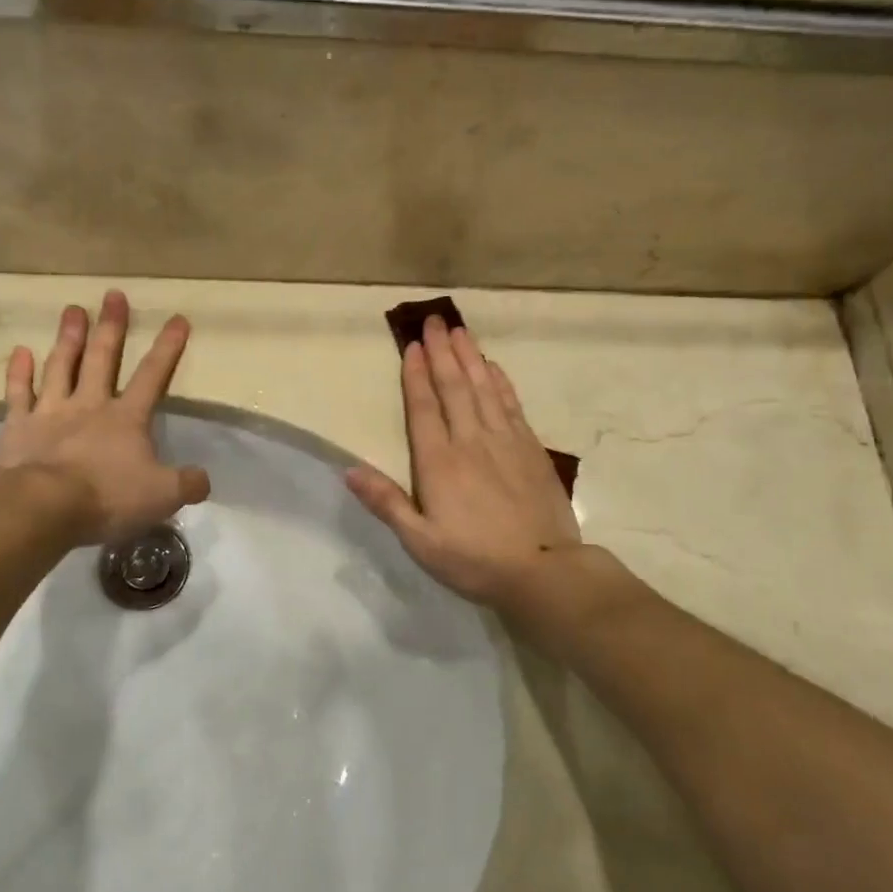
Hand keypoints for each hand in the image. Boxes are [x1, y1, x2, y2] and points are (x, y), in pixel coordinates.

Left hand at [0, 291, 209, 545]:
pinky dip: (19, 373)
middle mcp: (90, 405)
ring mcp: (52, 412)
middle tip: (113, 295)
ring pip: (62, 366)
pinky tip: (21, 351)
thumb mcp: (162, 495)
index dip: (167, 348)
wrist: (43, 506)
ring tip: (73, 309)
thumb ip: (187, 484)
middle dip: (112, 326)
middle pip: (103, 358)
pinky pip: (19, 394)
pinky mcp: (19, 427)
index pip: (152, 376)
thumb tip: (204, 479)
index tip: (178, 318)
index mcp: (127, 418)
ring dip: (69, 338)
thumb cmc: (107, 496)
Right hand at [347, 317, 580, 608]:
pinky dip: (500, 381)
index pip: (424, 408)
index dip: (416, 375)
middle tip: (434, 320)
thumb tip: (348, 470)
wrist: (543, 570)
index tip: (411, 346)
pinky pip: (511, 404)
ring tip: (459, 330)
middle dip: (441, 352)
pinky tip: (494, 367)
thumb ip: (386, 503)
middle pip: (454, 387)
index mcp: (439, 462)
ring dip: (470, 357)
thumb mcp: (421, 541)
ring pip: (484, 388)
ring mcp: (505, 441)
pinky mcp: (531, 448)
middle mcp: (471, 441)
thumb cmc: (474, 560)